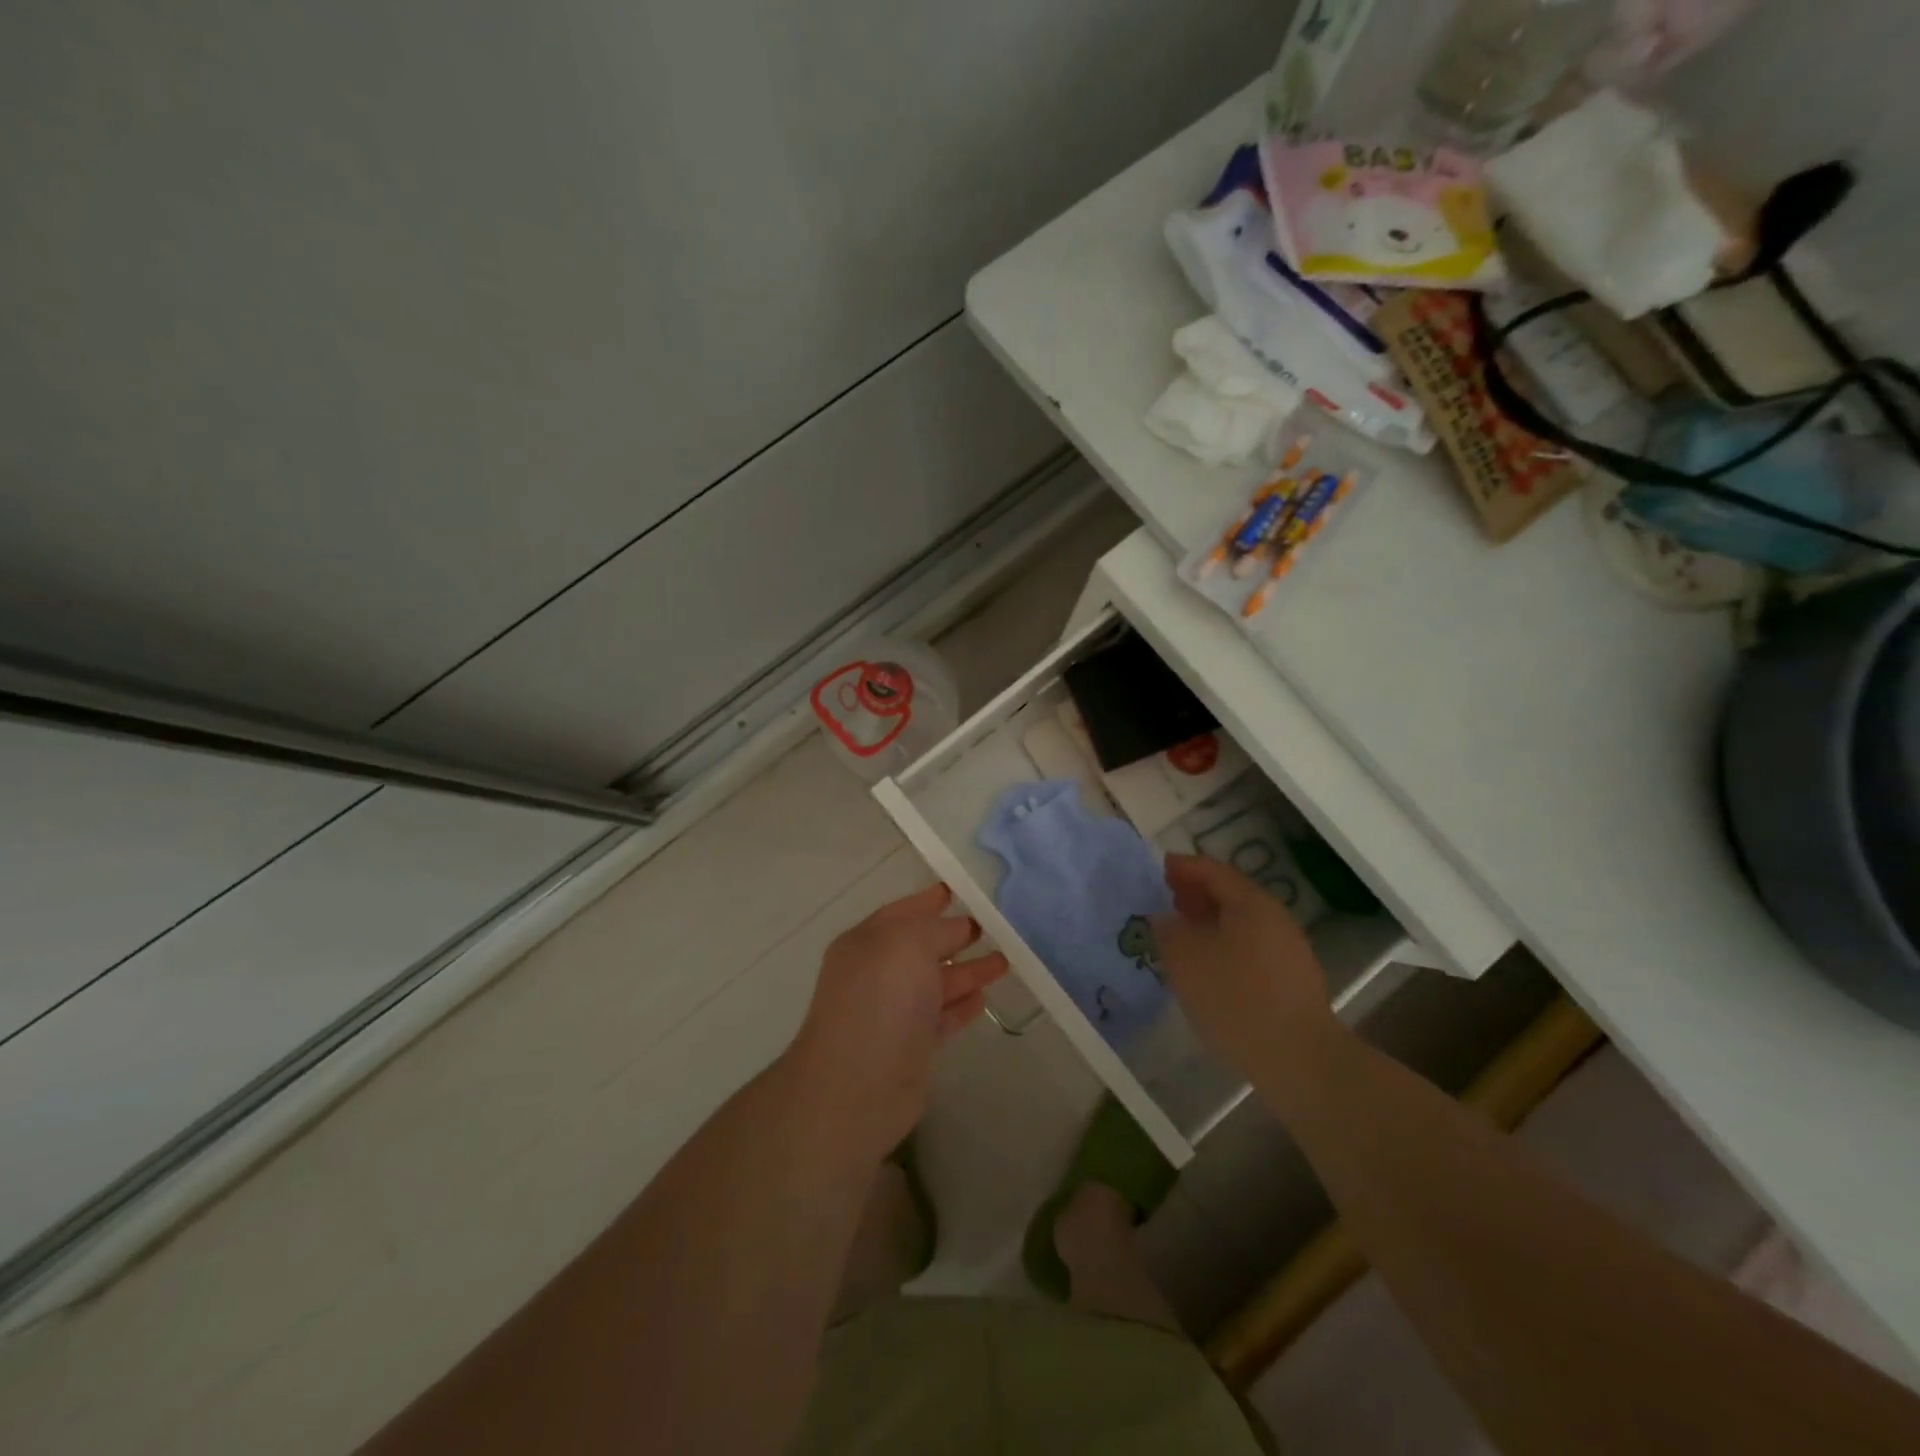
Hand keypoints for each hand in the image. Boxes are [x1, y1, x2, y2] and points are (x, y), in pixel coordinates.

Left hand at [784, 883, 1007, 1162]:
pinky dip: (961, 1006)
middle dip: (955, 935)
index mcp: (866, 942)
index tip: (960, 890)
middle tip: (993, 926)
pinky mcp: (910, 1046)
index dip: (929, 901)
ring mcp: (893, 1012)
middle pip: (922, 947)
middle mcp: (876, 973)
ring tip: (1005, 960)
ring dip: (967, 971)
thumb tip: (960, 928)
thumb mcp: (909, 944)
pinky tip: (983, 999)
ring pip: (936, 982)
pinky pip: (940, 1017)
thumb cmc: (881, 1001)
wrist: (857, 1087)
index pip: (903, 913)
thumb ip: (938, 930)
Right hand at [1152, 853, 1336, 1079]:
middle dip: (1195, 894)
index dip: (1182, 867)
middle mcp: (1274, 917)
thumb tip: (1164, 917)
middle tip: (1165, 902)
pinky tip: (1207, 967)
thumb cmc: (1236, 999)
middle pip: (1229, 893)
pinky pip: (1250, 946)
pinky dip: (1224, 944)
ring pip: (1240, 922)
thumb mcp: (1186, 960)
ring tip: (1181, 936)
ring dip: (1209, 922)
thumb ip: (1169, 930)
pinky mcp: (1291, 978)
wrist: (1300, 1059)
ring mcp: (1288, 948)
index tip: (1157, 869)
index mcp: (1250, 903)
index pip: (1212, 870)